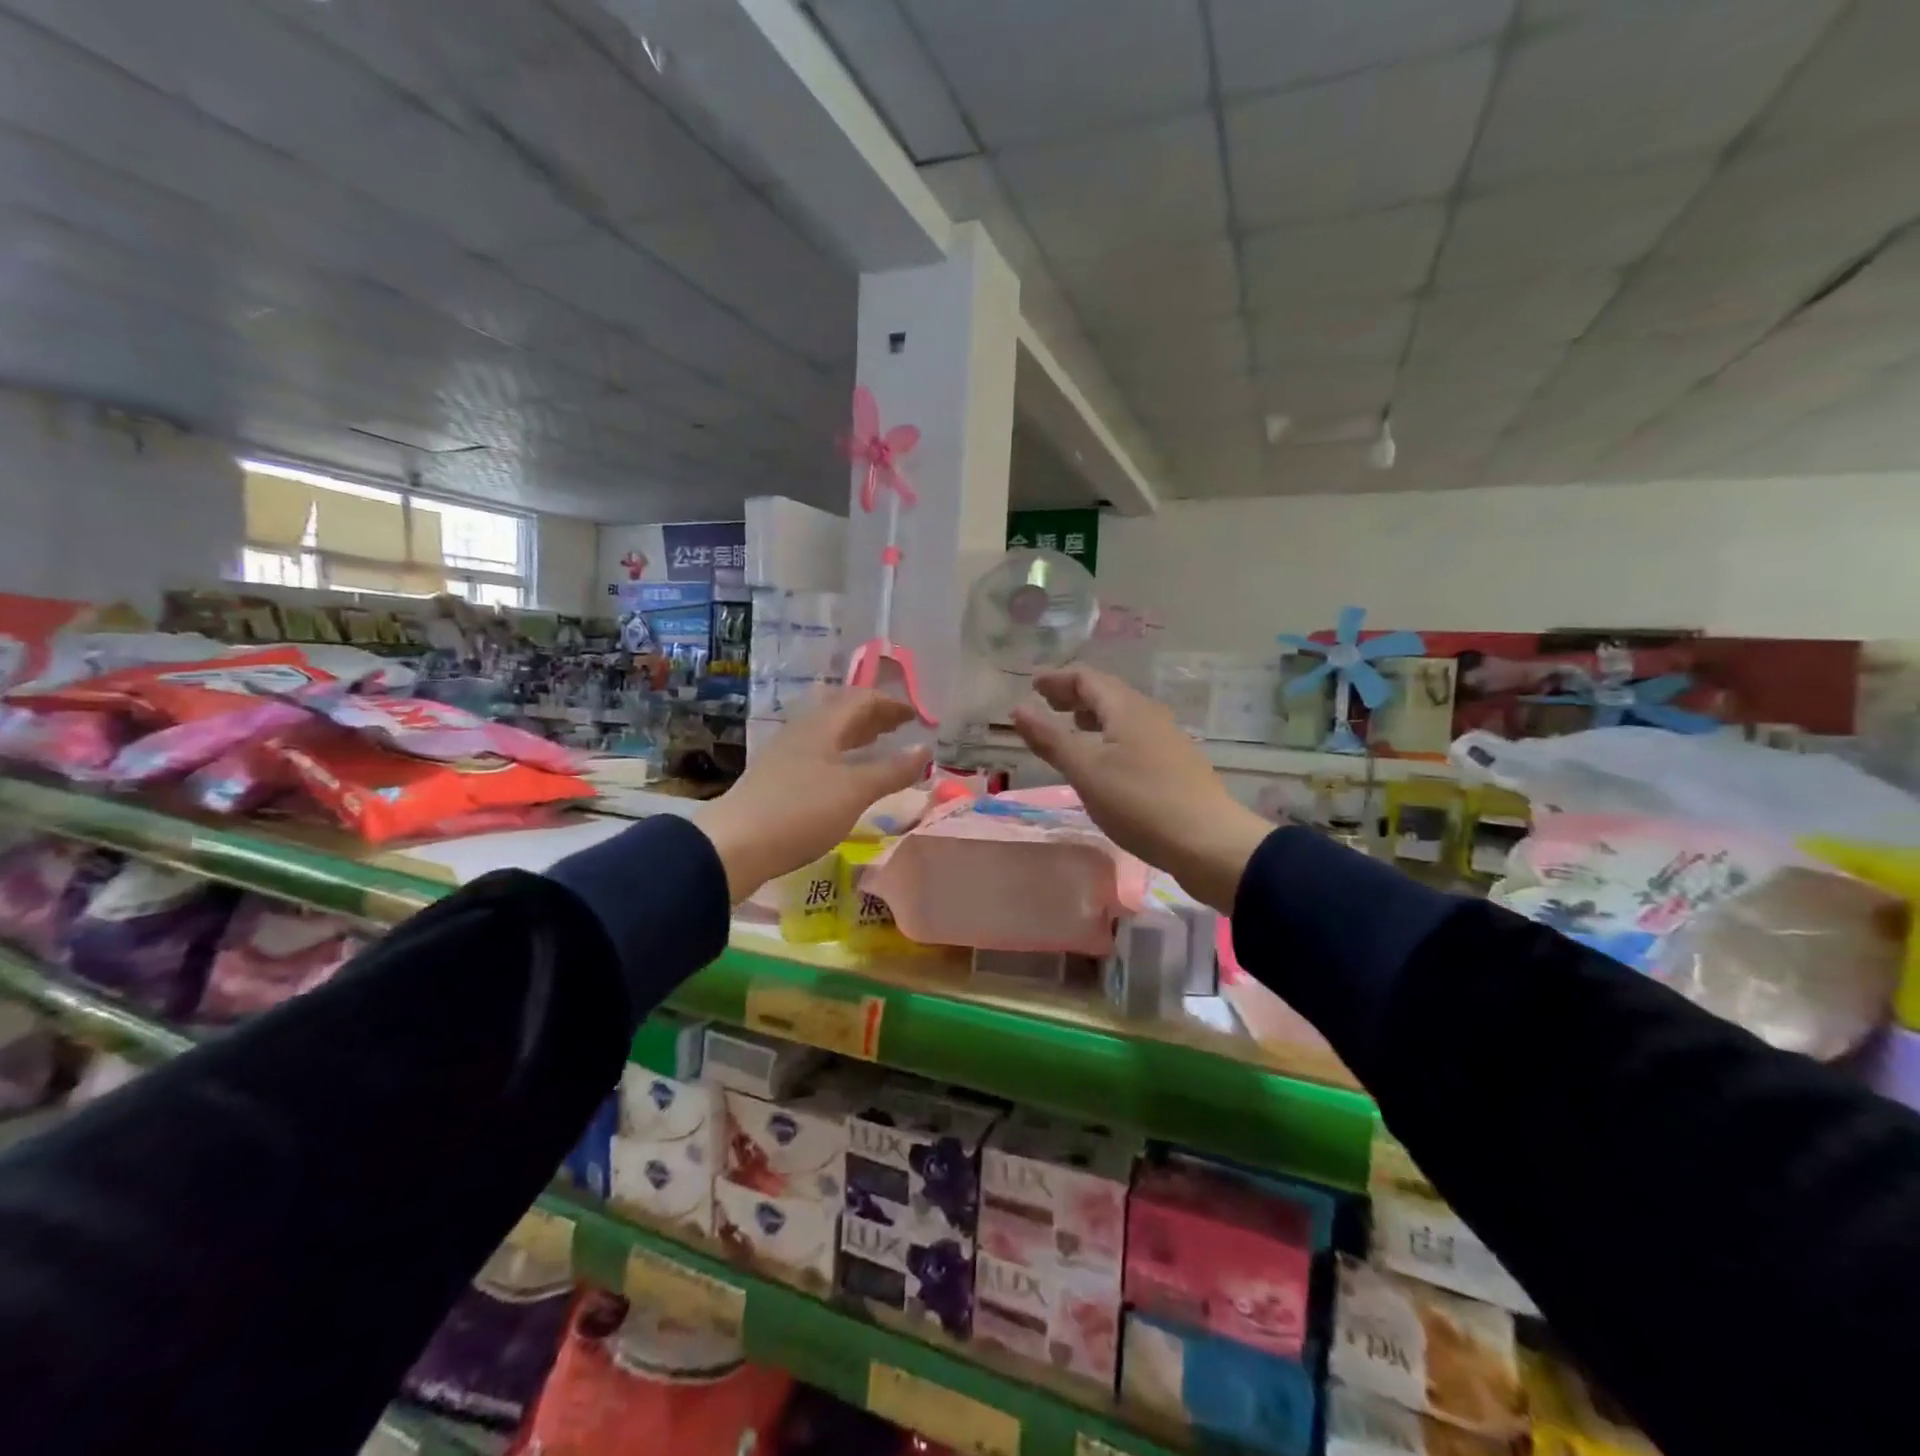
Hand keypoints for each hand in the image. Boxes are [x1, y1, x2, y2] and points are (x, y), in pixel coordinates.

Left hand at [697, 691, 929, 902]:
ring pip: (828, 732)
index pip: (861, 699)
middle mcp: (803, 731)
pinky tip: (844, 774)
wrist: (735, 845)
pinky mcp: (777, 778)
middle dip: (873, 715)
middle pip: (842, 711)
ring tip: (877, 744)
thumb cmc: (801, 811)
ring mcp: (786, 754)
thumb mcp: (855, 791)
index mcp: (822, 725)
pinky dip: (841, 754)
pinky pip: (818, 753)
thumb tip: (926, 749)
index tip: (916, 715)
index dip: (891, 704)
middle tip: (899, 725)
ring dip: (856, 734)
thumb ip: (893, 770)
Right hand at [1010, 667, 1273, 911]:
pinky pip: (1134, 737)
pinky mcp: (1175, 765)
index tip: (1032, 683)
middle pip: (1107, 693)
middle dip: (1074, 695)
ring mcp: (1167, 740)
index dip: (1057, 678)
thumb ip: (1051, 739)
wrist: (1209, 844)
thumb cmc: (1140, 802)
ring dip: (1092, 716)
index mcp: (1127, 709)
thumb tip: (1018, 709)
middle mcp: (1149, 715)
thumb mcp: (1086, 771)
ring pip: (1122, 716)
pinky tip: (1104, 761)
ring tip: (1071, 726)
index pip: (1087, 678)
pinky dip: (1109, 736)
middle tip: (1046, 701)